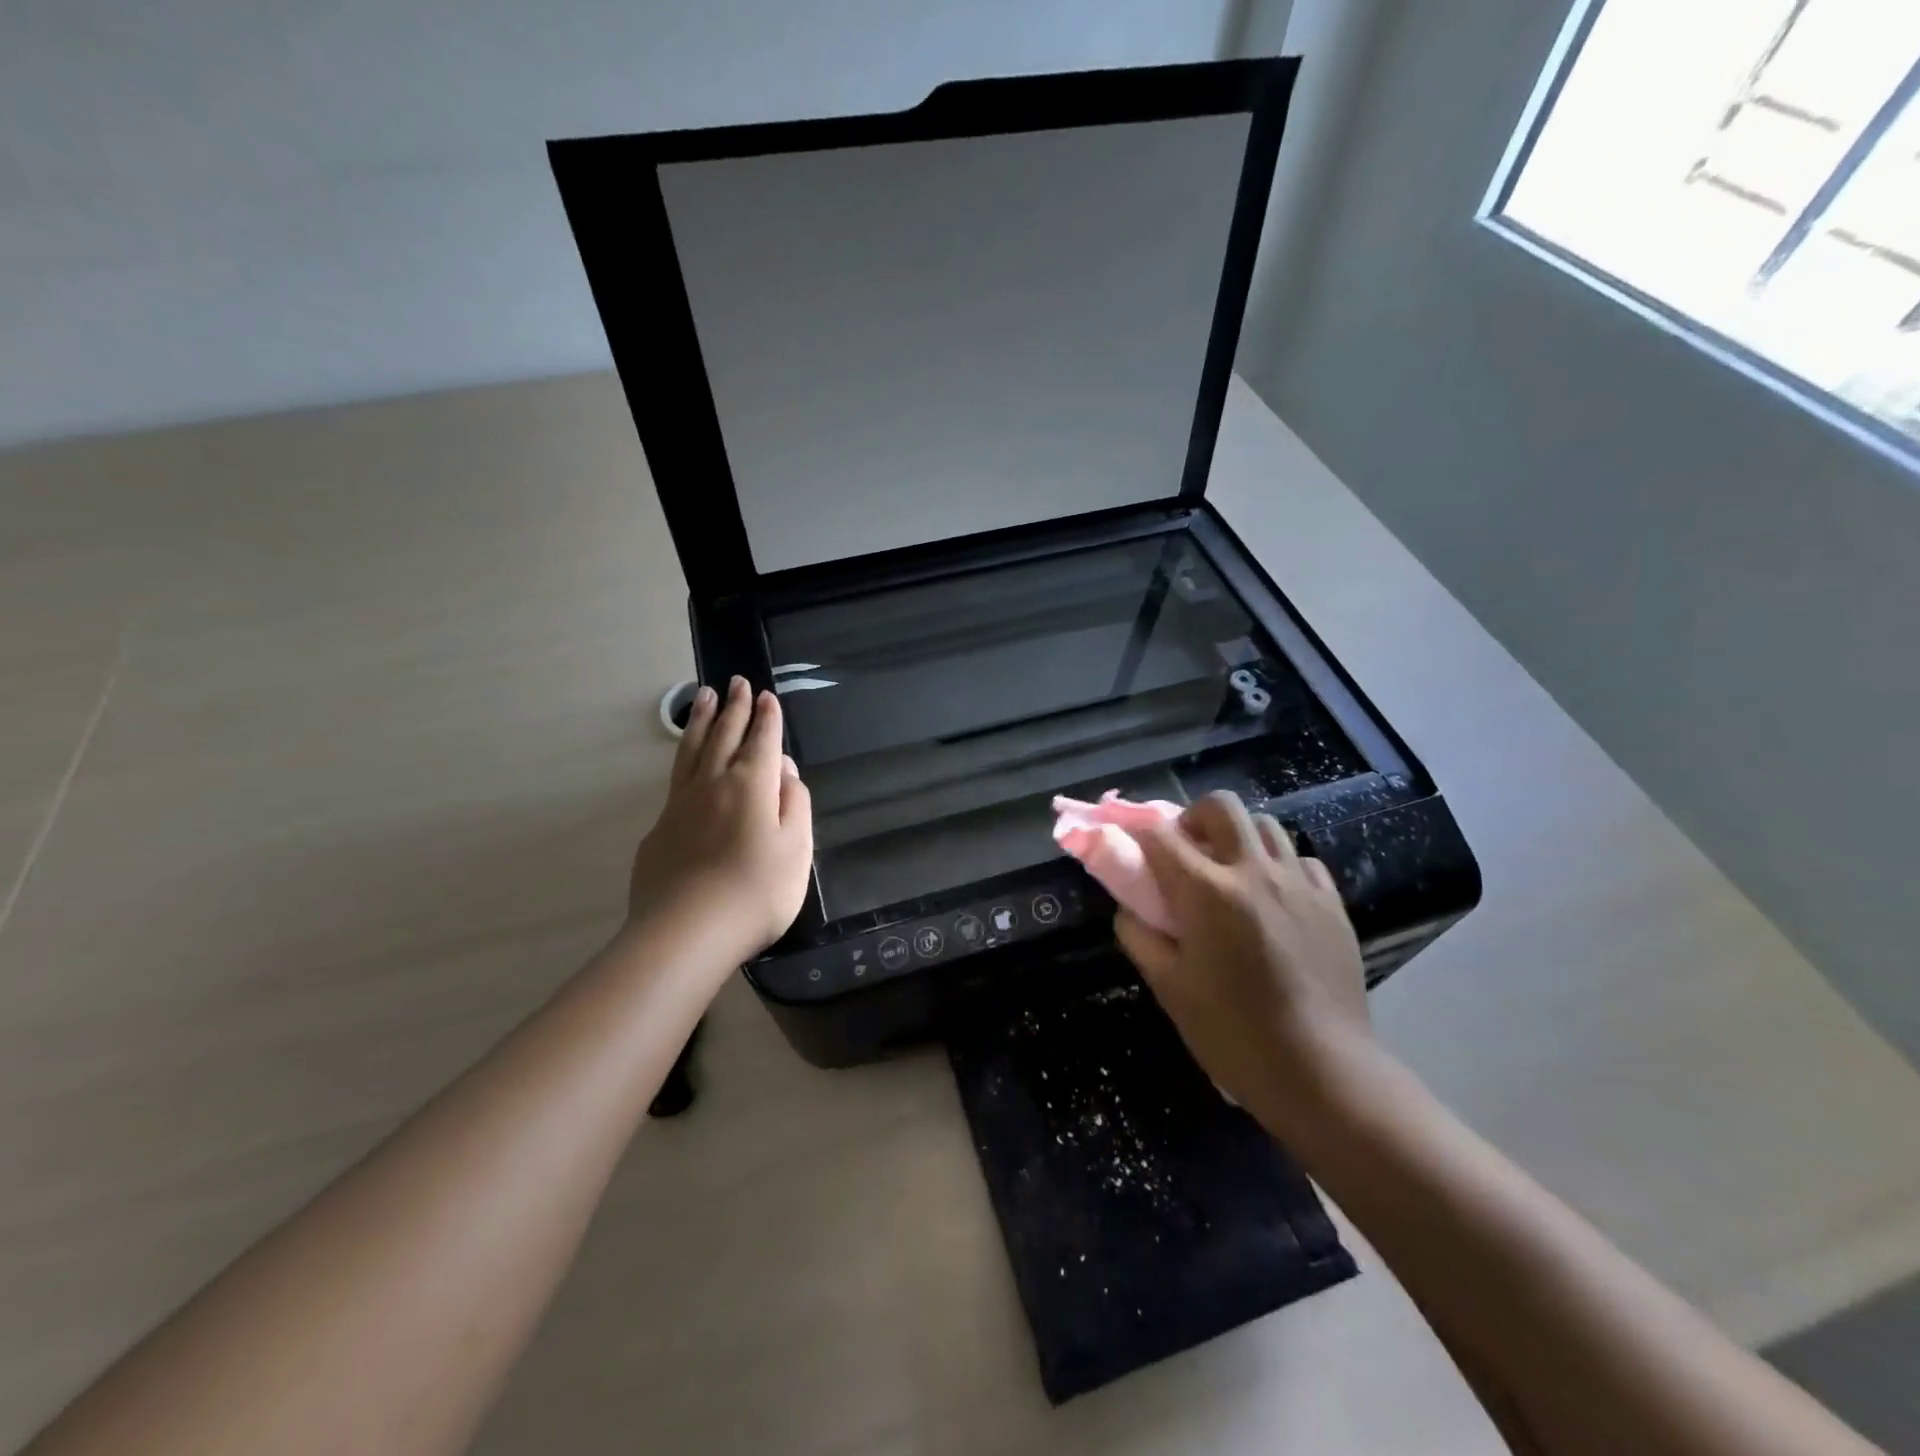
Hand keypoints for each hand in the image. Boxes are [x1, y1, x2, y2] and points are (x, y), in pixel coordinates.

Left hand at [628, 677, 813, 967]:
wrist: (686, 932)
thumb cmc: (756, 891)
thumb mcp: (797, 849)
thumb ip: (796, 805)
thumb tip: (785, 773)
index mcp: (752, 785)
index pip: (763, 741)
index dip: (767, 718)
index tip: (766, 696)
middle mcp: (714, 783)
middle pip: (724, 735)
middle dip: (732, 708)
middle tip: (735, 682)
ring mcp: (681, 804)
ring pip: (692, 750)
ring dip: (701, 721)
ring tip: (703, 697)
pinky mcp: (659, 828)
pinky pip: (675, 778)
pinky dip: (683, 757)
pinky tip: (686, 760)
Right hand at [1114, 791, 1376, 1139]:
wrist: (1322, 1072)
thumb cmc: (1233, 1034)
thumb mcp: (1169, 988)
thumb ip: (1139, 936)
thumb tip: (1131, 907)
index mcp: (1208, 892)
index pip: (1160, 835)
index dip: (1138, 834)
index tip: (1131, 848)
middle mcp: (1254, 872)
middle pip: (1221, 805)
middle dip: (1193, 818)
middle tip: (1187, 853)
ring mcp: (1300, 884)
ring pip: (1265, 825)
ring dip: (1237, 838)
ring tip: (1231, 875)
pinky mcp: (1332, 903)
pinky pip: (1301, 860)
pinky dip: (1278, 866)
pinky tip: (1273, 900)